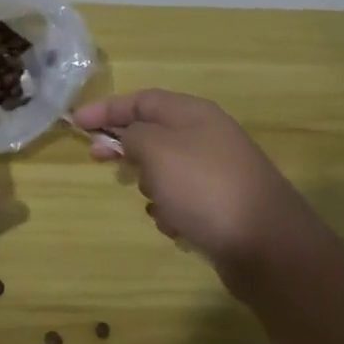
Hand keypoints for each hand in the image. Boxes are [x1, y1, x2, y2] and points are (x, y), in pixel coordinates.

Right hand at [73, 89, 318, 291]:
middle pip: (153, 132)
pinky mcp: (222, 205)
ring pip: (166, 169)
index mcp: (193, 113)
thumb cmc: (205, 187)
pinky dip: (173, 210)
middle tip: (99, 160)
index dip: (106, 109)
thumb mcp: (157, 150)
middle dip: (126, 148)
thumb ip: (133, 135)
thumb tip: (129, 137)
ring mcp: (217, 171)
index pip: (141, 99)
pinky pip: (183, 199)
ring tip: (157, 203)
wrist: (267, 245)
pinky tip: (177, 226)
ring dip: (151, 185)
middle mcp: (207, 136)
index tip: (76, 124)